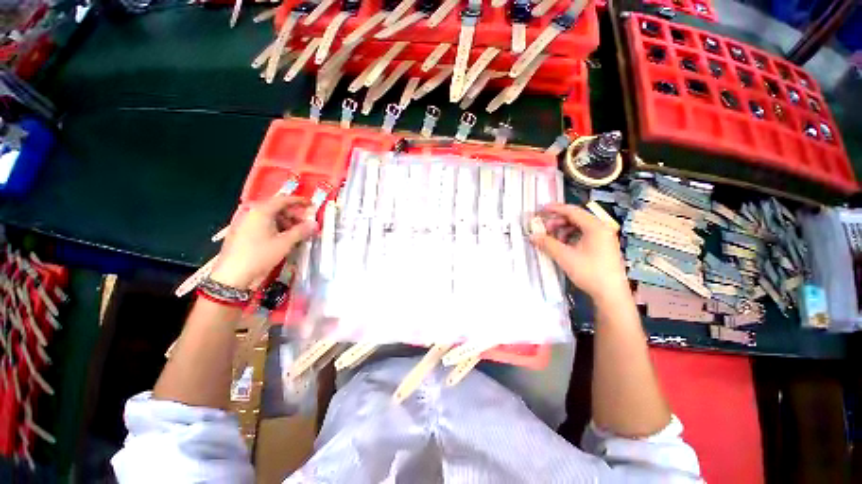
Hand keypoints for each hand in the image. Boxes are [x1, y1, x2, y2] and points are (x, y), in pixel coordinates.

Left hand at [211, 195, 316, 288]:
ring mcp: (246, 223)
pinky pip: (264, 225)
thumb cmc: (260, 255)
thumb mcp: (285, 243)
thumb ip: (301, 231)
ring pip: (271, 217)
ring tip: (297, 234)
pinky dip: (277, 229)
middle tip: (305, 225)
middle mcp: (252, 214)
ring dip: (286, 223)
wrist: (233, 276)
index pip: (283, 200)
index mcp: (261, 211)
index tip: (311, 205)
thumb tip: (315, 224)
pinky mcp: (244, 234)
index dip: (299, 201)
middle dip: (293, 215)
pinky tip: (284, 239)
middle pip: (277, 208)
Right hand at [529, 203, 629, 302]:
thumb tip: (532, 236)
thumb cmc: (589, 272)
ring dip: (563, 230)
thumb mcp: (565, 257)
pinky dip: (571, 237)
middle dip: (558, 222)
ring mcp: (604, 238)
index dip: (555, 209)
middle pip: (576, 218)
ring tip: (552, 239)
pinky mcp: (603, 247)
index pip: (572, 211)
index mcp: (595, 227)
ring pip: (579, 227)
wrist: (611, 294)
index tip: (540, 209)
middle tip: (544, 229)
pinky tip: (563, 246)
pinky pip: (584, 235)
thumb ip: (547, 244)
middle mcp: (602, 229)